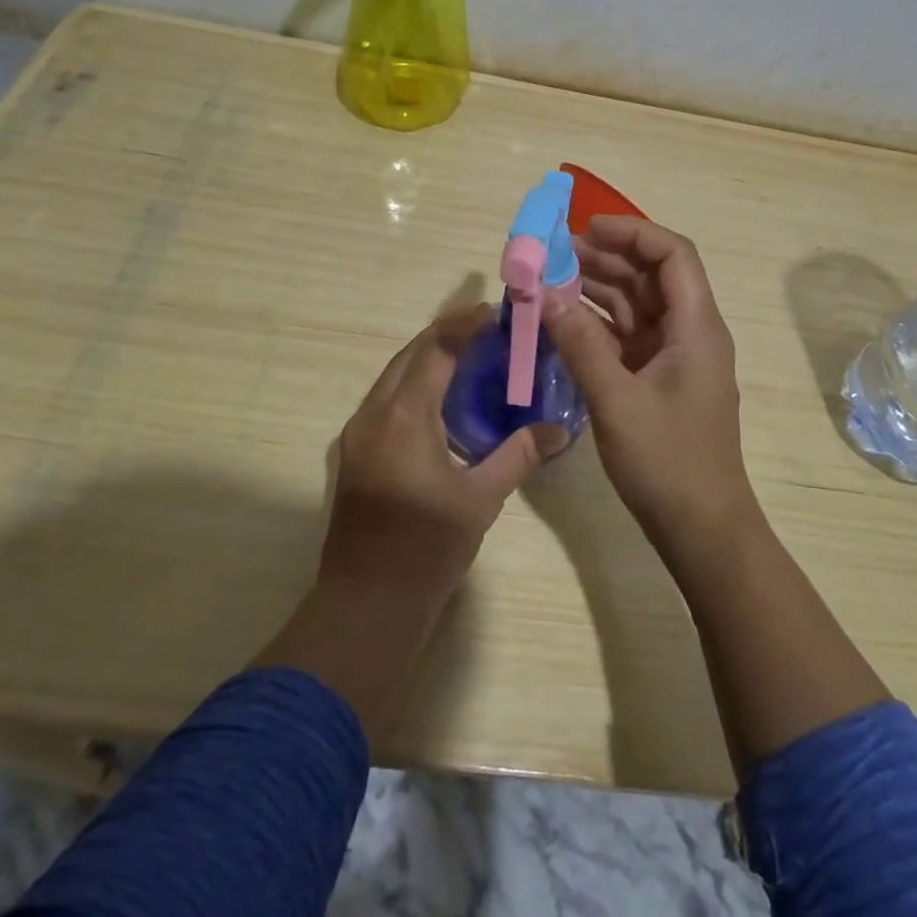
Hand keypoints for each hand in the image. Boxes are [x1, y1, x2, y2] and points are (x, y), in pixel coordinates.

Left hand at [319, 305, 565, 607]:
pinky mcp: (357, 452)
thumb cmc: (426, 549)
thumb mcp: (481, 500)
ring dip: (428, 357)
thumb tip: (560, 430)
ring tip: (469, 352)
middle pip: (410, 355)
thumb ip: (519, 455)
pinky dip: (415, 384)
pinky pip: (386, 399)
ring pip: (394, 375)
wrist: (366, 605)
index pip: (435, 350)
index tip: (495, 311)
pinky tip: (442, 396)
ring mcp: (359, 433)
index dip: (464, 326)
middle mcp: (374, 414)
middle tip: (486, 326)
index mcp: (403, 417)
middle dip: (446, 333)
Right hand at [542, 217, 758, 552]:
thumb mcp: (617, 401)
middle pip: (651, 276)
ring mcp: (673, 357)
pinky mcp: (657, 379)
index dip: (632, 232)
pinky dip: (596, 324)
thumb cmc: (668, 462)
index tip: (585, 228)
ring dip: (596, 288)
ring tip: (548, 280)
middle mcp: (689, 332)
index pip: (673, 255)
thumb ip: (581, 344)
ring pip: (635, 305)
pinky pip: (626, 336)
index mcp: (696, 327)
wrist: (701, 529)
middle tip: (552, 254)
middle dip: (605, 258)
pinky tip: (561, 320)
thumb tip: (544, 295)